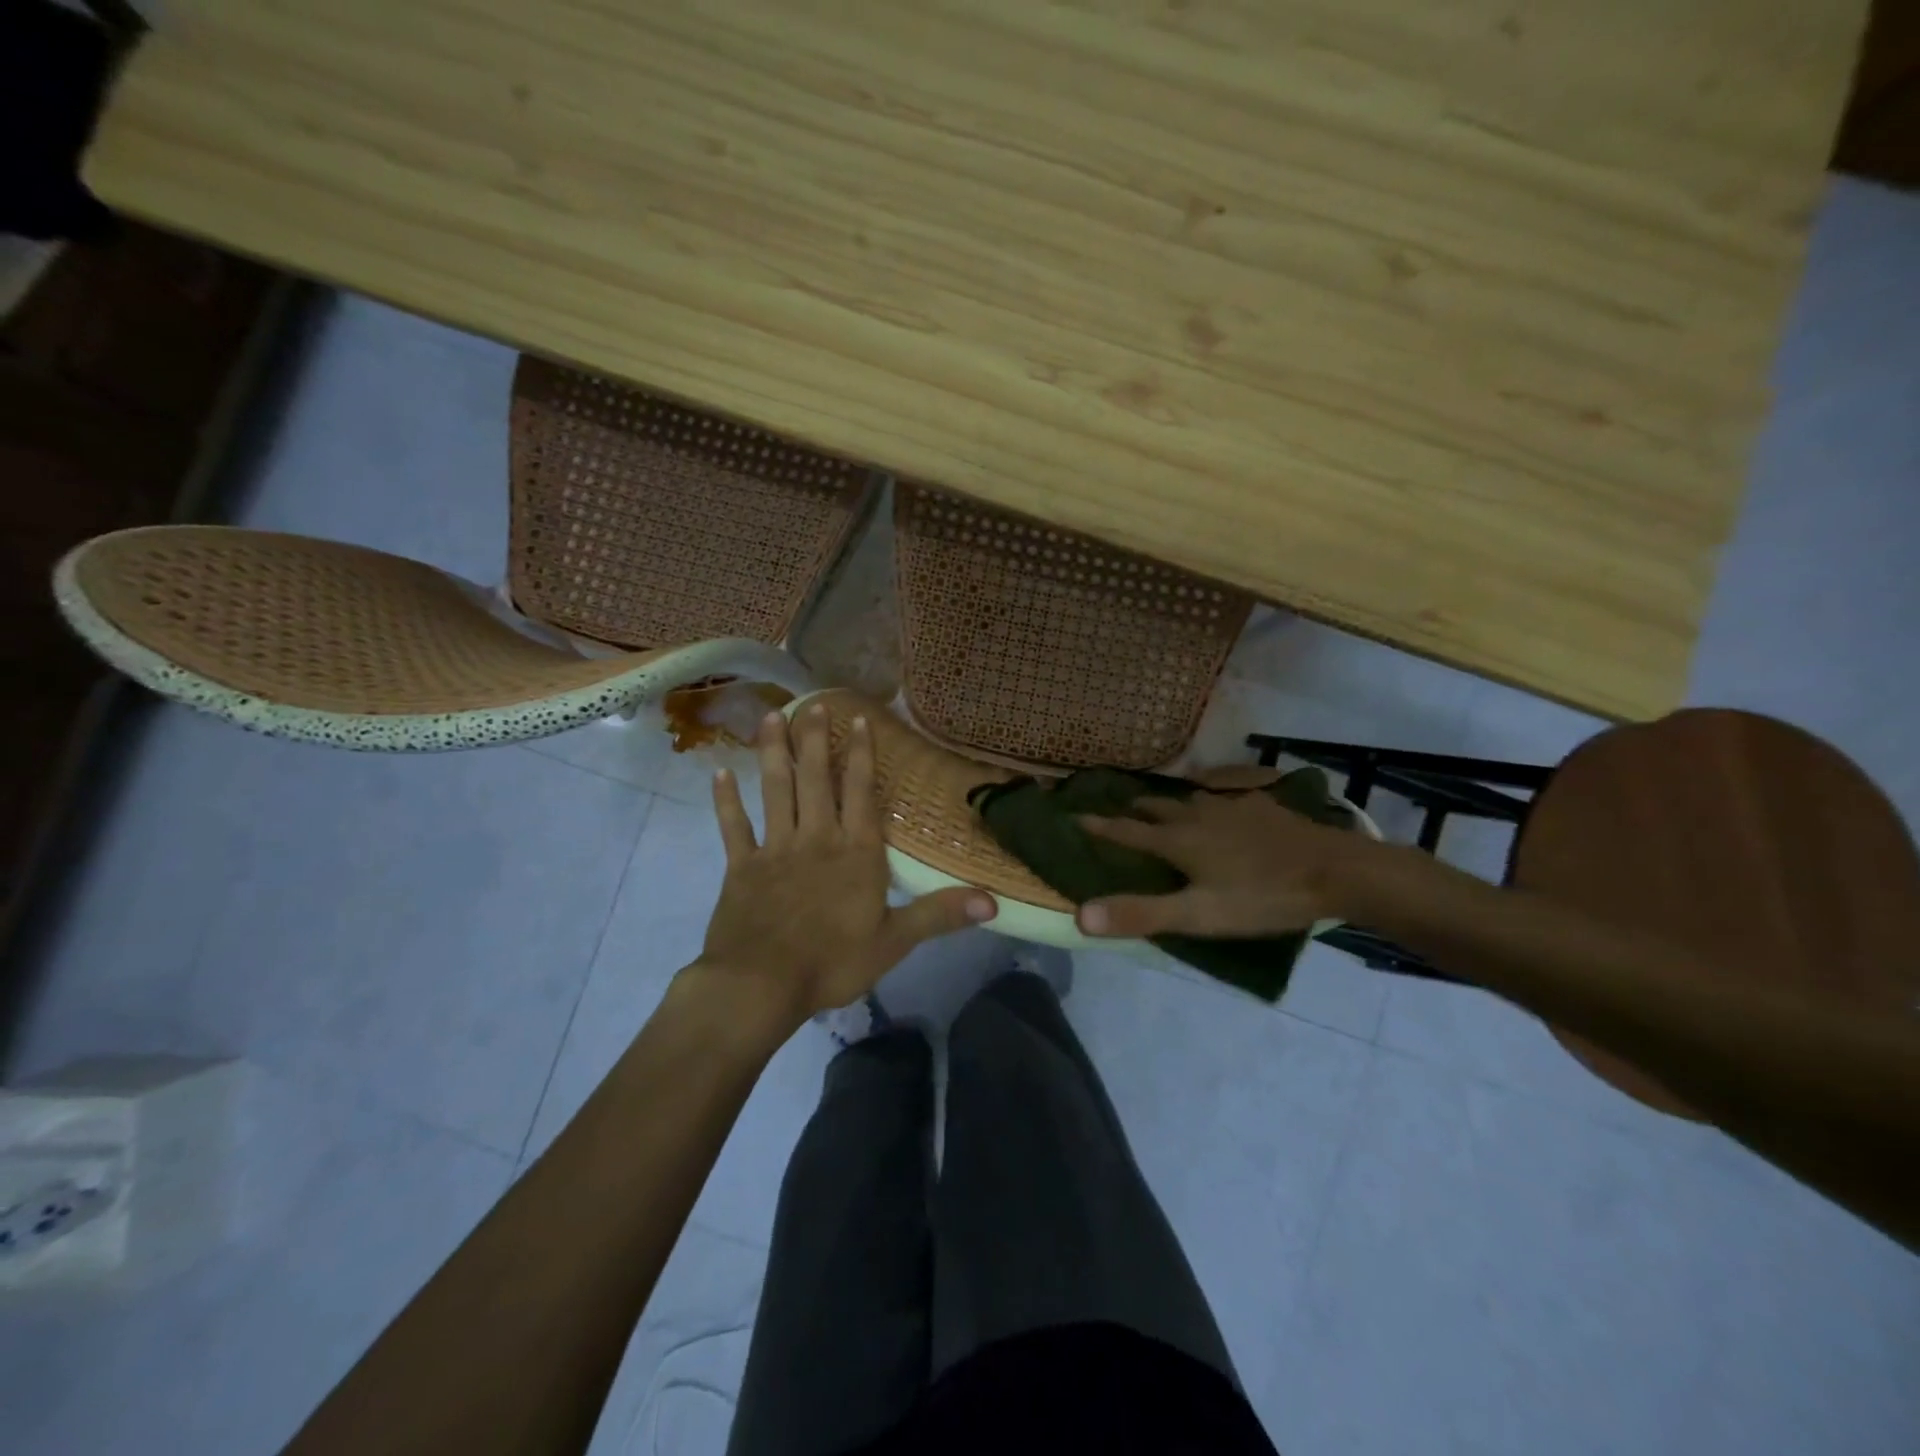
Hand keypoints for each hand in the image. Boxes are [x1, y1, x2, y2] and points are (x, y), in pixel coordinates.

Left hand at [695, 703, 996, 1023]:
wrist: (761, 985)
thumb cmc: (833, 962)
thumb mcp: (895, 941)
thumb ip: (940, 914)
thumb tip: (993, 901)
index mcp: (855, 852)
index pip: (861, 792)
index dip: (861, 754)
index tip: (857, 719)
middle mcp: (816, 838)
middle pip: (816, 779)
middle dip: (815, 739)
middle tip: (813, 703)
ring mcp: (775, 849)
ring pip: (775, 790)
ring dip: (773, 753)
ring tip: (771, 717)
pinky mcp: (741, 867)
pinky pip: (733, 827)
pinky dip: (726, 801)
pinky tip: (718, 774)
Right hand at [1076, 790, 1375, 939]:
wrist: (1335, 871)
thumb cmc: (1261, 896)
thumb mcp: (1198, 915)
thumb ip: (1141, 914)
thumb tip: (1080, 915)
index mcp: (1178, 841)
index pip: (1127, 832)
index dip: (1100, 827)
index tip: (1075, 816)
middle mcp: (1199, 816)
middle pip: (1158, 808)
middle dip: (1136, 809)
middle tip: (1124, 810)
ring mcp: (1234, 808)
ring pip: (1192, 799)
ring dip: (1173, 803)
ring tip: (1169, 808)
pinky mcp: (1264, 808)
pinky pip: (1228, 799)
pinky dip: (1214, 804)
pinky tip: (1228, 810)